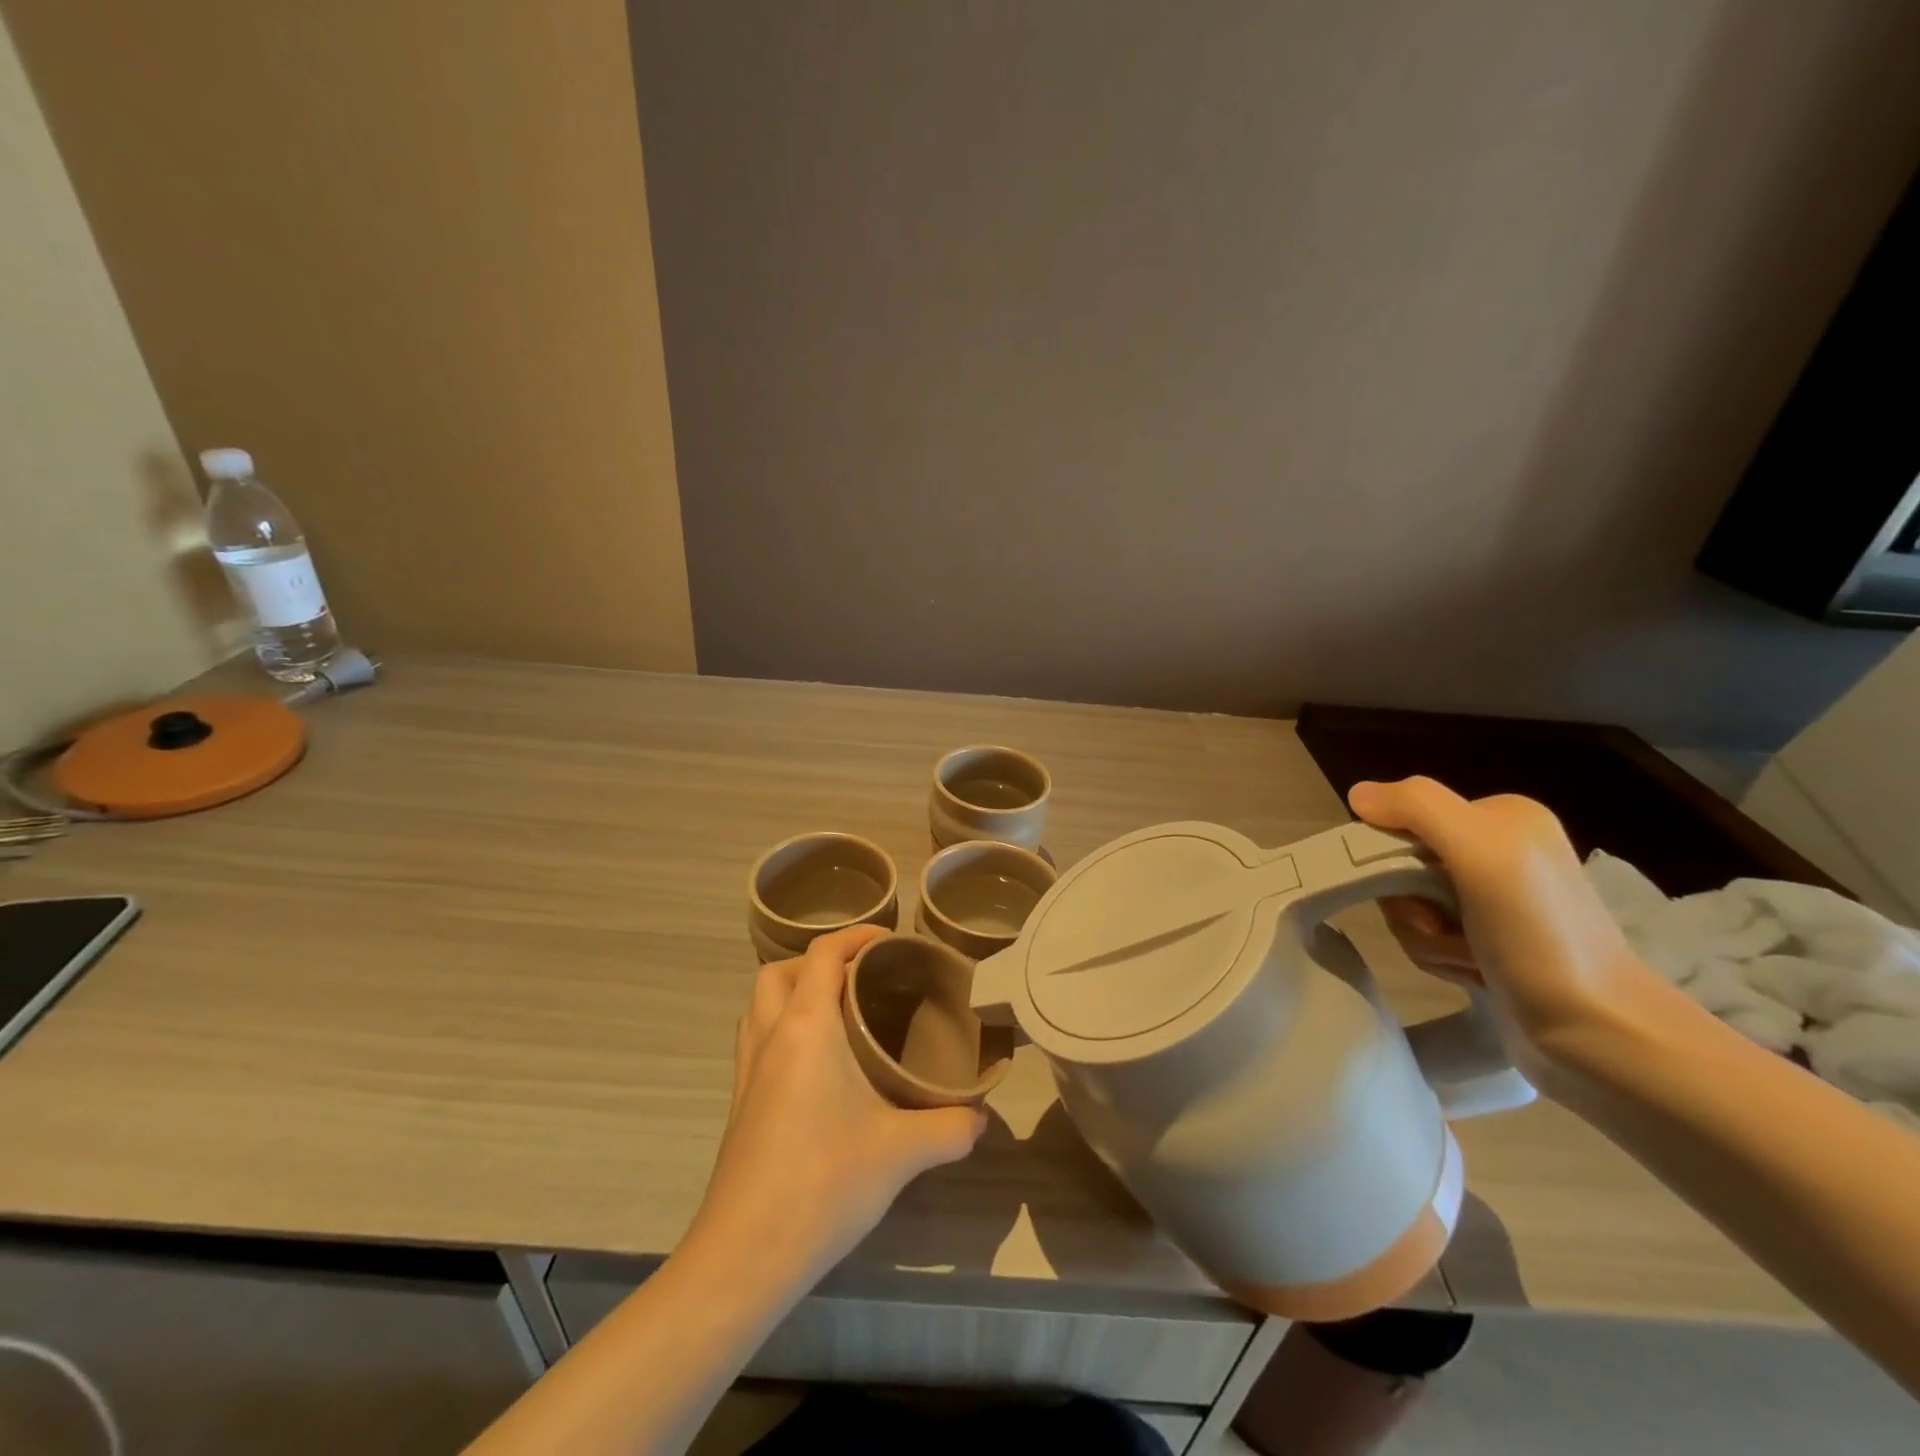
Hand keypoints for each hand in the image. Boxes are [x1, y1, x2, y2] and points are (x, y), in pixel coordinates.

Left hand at [684, 926, 985, 1288]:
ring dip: (792, 996)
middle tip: (859, 980)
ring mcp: (747, 1072)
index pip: (823, 954)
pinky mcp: (740, 1106)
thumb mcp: (902, 1151)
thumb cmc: (824, 1181)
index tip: (890, 942)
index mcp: (806, 1027)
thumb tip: (980, 1118)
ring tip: (837, 1017)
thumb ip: (950, 1127)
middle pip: (778, 973)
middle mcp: (770, 1037)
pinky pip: (757, 1043)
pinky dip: (782, 1032)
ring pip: (760, 1007)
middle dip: (816, 964)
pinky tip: (818, 1070)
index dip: (856, 936)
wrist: (746, 1254)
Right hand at [1350, 777, 1656, 1079]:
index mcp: (1500, 816)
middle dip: (1409, 903)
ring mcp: (1491, 900)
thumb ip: (1418, 807)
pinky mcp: (1486, 942)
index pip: (1403, 819)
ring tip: (1467, 958)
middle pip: (1401, 865)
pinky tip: (1474, 973)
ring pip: (1407, 905)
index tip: (1417, 891)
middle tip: (1439, 926)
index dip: (1390, 856)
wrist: (1597, 1032)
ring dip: (1424, 938)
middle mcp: (1496, 851)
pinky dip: (1439, 958)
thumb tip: (1357, 793)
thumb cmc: (1539, 935)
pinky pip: (1425, 937)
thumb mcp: (1482, 851)